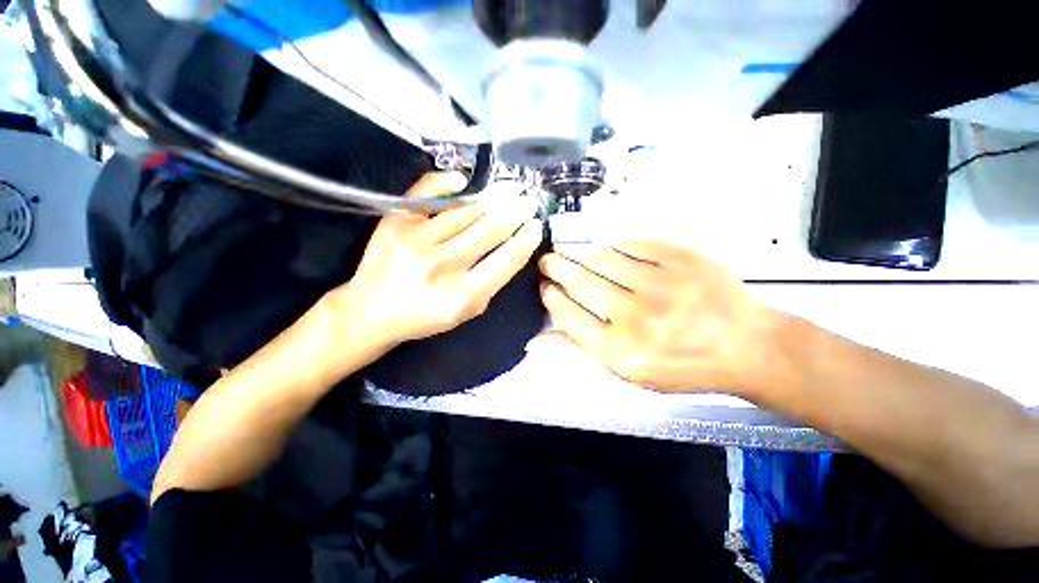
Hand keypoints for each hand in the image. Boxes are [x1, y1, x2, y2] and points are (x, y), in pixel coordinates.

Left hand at [334, 172, 542, 348]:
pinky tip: (464, 183)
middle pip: (490, 229)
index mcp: (464, 294)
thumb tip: (512, 247)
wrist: (371, 309)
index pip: (506, 258)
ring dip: (490, 201)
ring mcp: (417, 238)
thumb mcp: (467, 311)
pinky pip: (429, 192)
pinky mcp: (396, 221)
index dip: (526, 239)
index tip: (536, 225)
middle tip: (527, 201)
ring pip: (465, 210)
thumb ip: (491, 282)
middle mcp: (443, 264)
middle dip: (515, 212)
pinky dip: (449, 183)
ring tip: (503, 195)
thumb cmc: (425, 315)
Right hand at [537, 240, 787, 395]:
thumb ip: (582, 353)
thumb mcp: (628, 373)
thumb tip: (539, 339)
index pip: (571, 318)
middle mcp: (639, 318)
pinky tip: (604, 247)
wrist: (745, 345)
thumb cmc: (682, 365)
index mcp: (623, 352)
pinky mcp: (682, 260)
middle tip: (547, 261)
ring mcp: (662, 285)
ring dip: (577, 253)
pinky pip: (634, 244)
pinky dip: (613, 244)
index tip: (544, 288)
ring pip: (603, 260)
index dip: (552, 299)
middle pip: (583, 283)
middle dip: (557, 268)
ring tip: (566, 250)